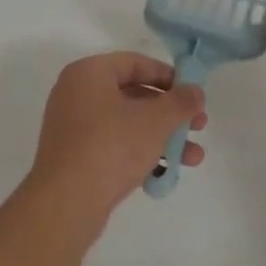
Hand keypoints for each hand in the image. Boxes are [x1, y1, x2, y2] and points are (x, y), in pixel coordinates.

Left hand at [26, 53, 207, 231]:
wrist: (66, 202)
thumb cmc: (111, 147)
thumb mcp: (155, 120)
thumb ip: (180, 102)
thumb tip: (196, 91)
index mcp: (88, 73)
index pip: (135, 63)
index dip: (168, 76)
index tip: (193, 93)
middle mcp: (76, 94)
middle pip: (133, 94)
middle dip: (170, 113)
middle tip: (198, 125)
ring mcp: (73, 127)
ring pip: (127, 124)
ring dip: (162, 137)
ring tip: (194, 158)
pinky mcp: (75, 157)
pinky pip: (113, 146)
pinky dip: (140, 153)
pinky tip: (166, 173)